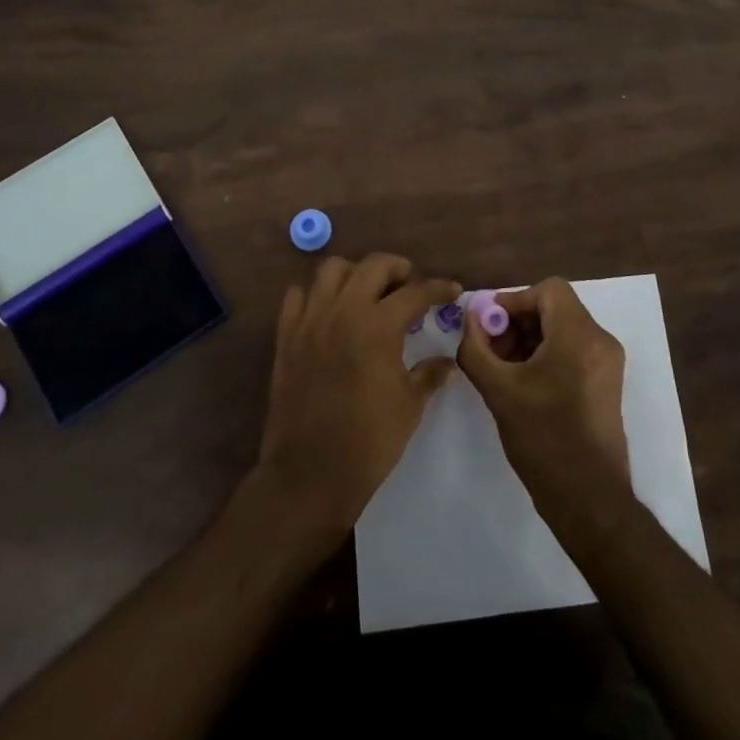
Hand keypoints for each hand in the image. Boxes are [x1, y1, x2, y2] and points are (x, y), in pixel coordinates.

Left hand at [255, 253, 459, 546]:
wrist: (309, 475)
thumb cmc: (368, 442)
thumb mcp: (409, 406)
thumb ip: (429, 374)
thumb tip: (447, 360)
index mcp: (378, 326)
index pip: (415, 291)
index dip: (439, 288)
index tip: (452, 291)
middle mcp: (343, 311)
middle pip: (373, 265)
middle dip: (398, 269)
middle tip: (411, 287)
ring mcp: (310, 320)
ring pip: (331, 269)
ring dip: (355, 273)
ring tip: (369, 293)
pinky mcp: (286, 336)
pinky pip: (297, 295)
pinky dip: (316, 294)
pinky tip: (329, 311)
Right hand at [456, 278, 631, 529]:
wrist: (589, 499)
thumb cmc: (543, 439)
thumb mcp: (498, 391)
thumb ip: (476, 348)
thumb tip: (470, 317)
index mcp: (579, 335)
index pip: (548, 290)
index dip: (515, 301)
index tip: (490, 326)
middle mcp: (600, 341)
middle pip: (556, 308)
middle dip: (519, 322)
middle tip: (492, 349)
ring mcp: (608, 364)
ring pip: (564, 330)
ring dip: (531, 339)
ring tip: (504, 370)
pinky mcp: (607, 384)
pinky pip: (574, 350)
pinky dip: (548, 355)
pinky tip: (525, 384)